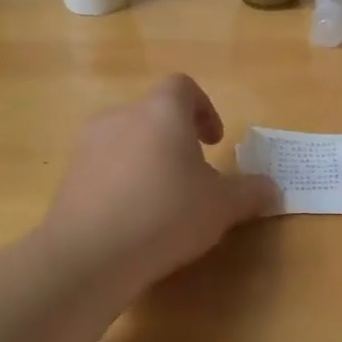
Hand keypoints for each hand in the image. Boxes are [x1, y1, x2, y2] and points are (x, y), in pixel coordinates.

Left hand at [41, 75, 275, 298]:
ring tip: (162, 201)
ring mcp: (88, 146)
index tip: (214, 142)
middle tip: (193, 176)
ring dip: (147, 161)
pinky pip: (103, 169)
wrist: (89, 255)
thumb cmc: (166, 214)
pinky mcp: (68, 177)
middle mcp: (121, 117)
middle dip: (176, 140)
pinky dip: (121, 183)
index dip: (204, 108)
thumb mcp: (222, 206)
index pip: (183, 87)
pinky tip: (132, 220)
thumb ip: (251, 192)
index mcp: (161, 112)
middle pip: (153, 115)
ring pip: (126, 141)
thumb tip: (273, 190)